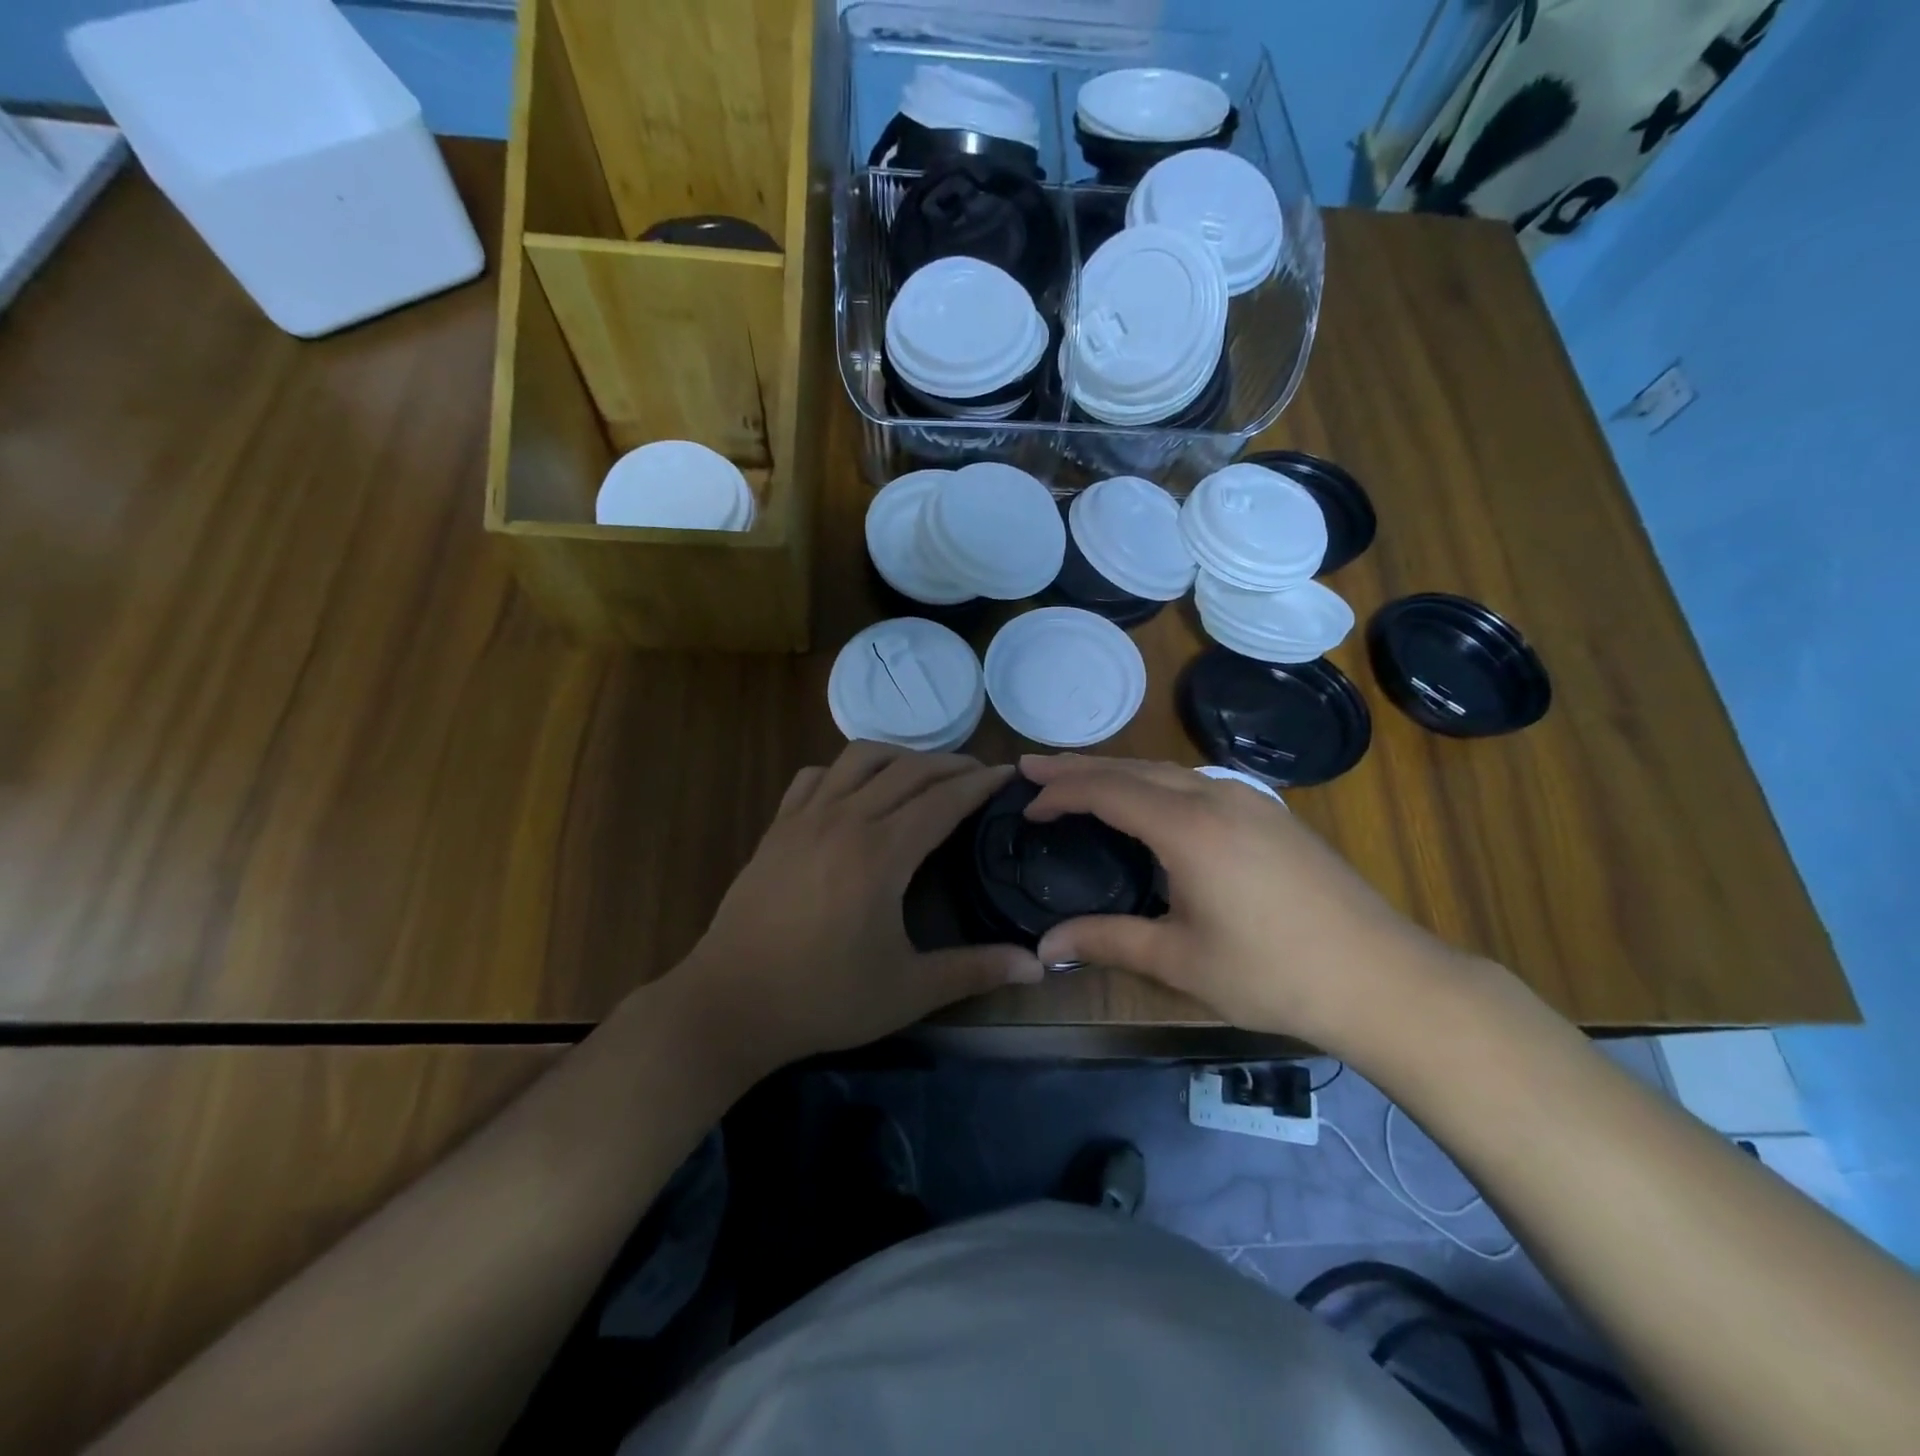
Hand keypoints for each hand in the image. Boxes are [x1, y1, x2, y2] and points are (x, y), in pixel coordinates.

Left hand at [672, 743, 1043, 1071]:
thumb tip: (1038, 966)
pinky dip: (845, 771)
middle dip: (951, 764)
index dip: (981, 783)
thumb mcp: (908, 991)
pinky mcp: (777, 827)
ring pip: (860, 759)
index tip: (1009, 774)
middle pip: (909, 770)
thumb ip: (975, 971)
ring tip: (924, 774)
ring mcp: (805, 818)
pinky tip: (856, 792)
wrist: (729, 1004)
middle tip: (979, 774)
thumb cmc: (822, 999)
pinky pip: (815, 776)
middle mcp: (845, 819)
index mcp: (882, 853)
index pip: (944, 799)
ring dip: (901, 757)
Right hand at [1021, 754, 1471, 1051]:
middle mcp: (1216, 796)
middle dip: (1080, 767)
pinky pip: (1195, 781)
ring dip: (1118, 772)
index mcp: (1188, 827)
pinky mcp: (1270, 812)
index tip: (1025, 803)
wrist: (1381, 977)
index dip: (1061, 792)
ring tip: (1079, 780)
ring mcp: (1250, 799)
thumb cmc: (1273, 973)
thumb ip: (1107, 941)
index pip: (1107, 790)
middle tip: (1034, 769)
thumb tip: (1044, 947)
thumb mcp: (1179, 960)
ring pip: (1167, 770)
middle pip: (1133, 767)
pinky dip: (1154, 782)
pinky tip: (1148, 801)